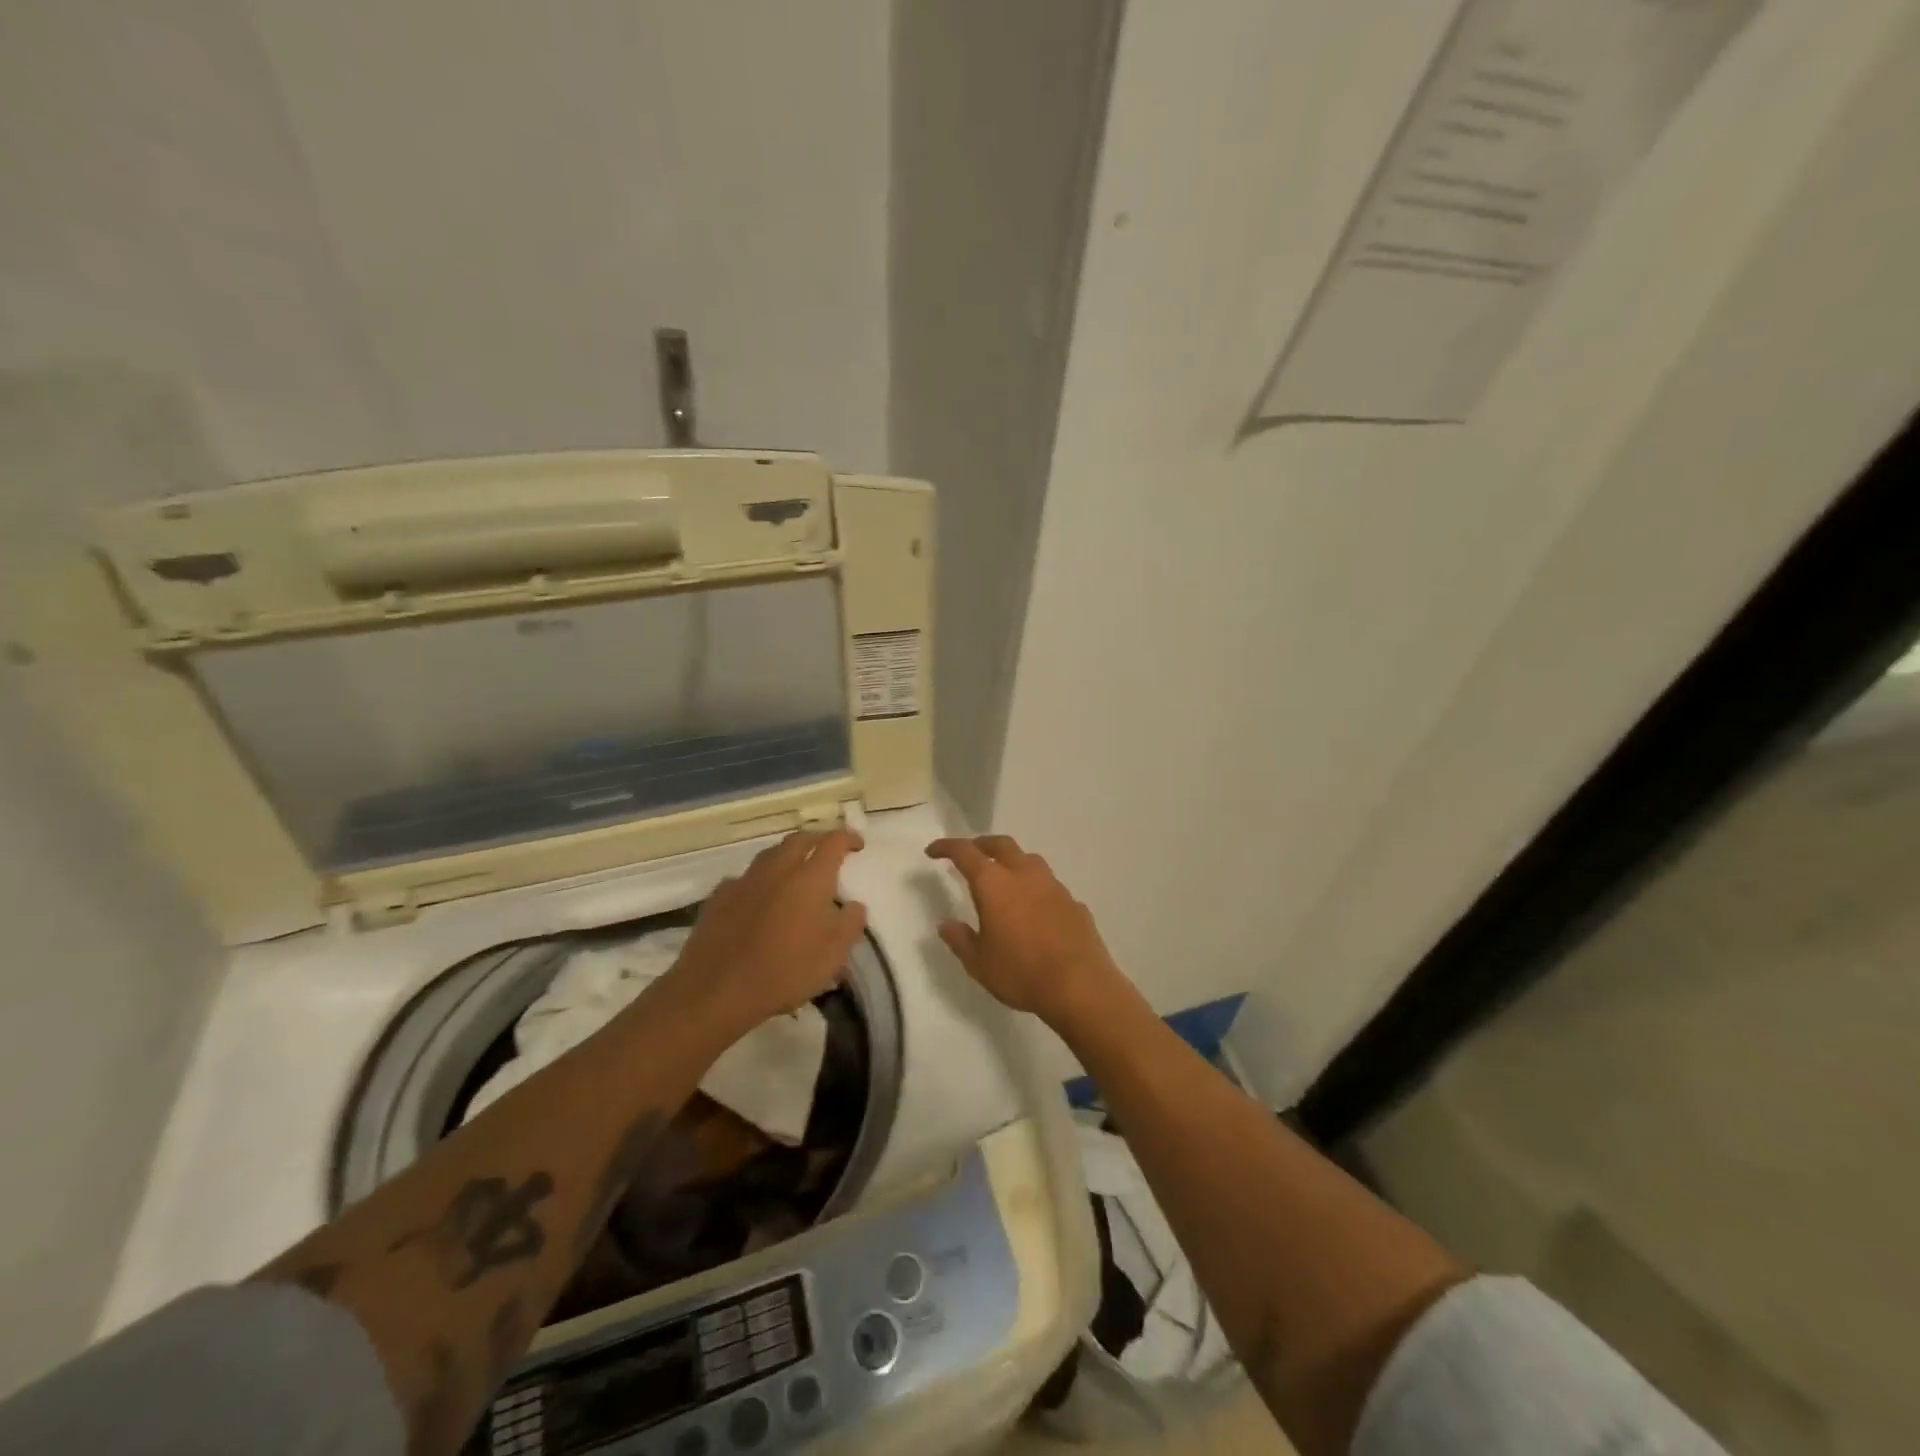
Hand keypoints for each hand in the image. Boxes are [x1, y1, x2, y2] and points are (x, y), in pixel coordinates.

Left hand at [662, 829, 867, 1039]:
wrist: (716, 989)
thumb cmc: (784, 972)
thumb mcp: (833, 956)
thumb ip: (850, 924)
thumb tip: (854, 905)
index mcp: (810, 878)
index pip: (833, 842)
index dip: (848, 838)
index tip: (857, 845)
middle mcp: (778, 869)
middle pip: (800, 840)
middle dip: (817, 840)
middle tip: (828, 851)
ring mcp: (745, 880)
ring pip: (770, 854)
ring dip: (788, 856)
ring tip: (795, 872)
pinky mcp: (719, 896)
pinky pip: (746, 878)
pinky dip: (760, 880)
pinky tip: (760, 898)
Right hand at [925, 836, 1120, 1028]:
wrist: (1080, 985)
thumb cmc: (1021, 972)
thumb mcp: (979, 963)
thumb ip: (960, 940)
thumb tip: (945, 924)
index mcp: (994, 884)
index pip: (965, 852)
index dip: (946, 847)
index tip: (933, 851)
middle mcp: (1024, 874)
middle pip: (1001, 845)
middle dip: (982, 844)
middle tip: (971, 853)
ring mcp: (1053, 886)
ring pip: (1029, 860)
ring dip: (1012, 862)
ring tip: (1003, 878)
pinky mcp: (1073, 902)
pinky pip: (1049, 886)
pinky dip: (1035, 888)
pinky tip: (1034, 909)